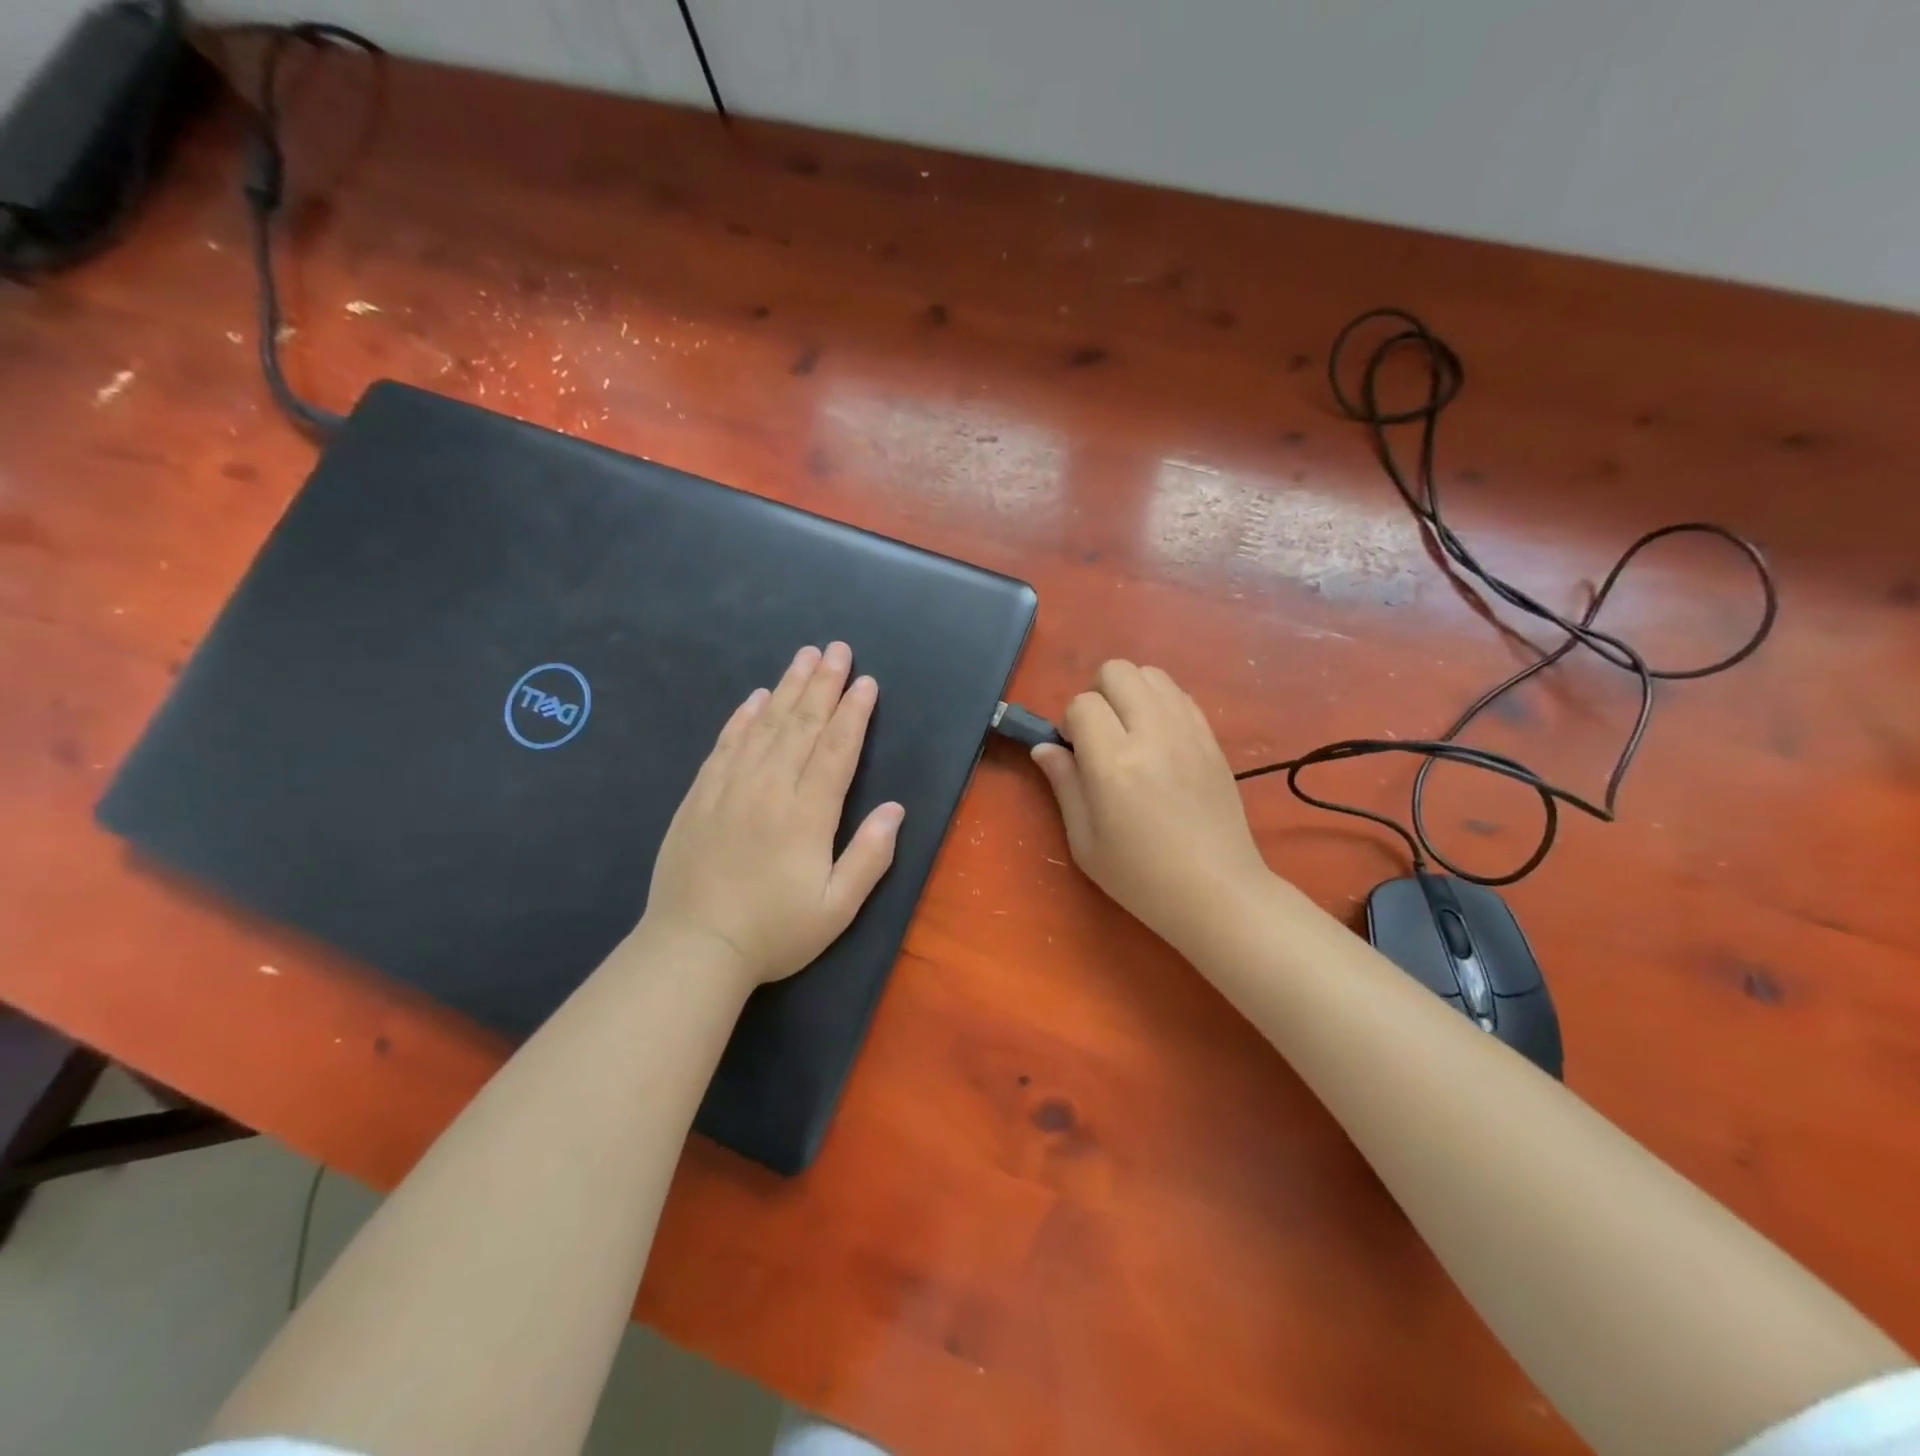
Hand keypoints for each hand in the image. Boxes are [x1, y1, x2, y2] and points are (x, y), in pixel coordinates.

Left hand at [642, 642, 904, 987]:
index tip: (866, 682)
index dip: (854, 713)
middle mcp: (769, 789)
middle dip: (823, 684)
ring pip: (765, 726)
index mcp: (807, 815)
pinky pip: (725, 745)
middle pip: (802, 725)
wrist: (693, 948)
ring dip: (787, 688)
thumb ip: (869, 856)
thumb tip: (895, 809)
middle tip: (837, 649)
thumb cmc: (773, 933)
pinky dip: (742, 718)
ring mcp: (730, 788)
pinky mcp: (700, 796)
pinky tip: (755, 699)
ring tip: (804, 656)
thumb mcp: (836, 909)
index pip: (837, 749)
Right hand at [1032, 660, 1271, 953]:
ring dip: (1131, 693)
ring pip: (1152, 674)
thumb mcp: (1085, 842)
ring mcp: (1188, 732)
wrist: (1217, 892)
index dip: (1070, 722)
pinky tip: (1159, 740)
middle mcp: (1152, 735)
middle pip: (1117, 671)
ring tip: (1130, 732)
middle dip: (1098, 694)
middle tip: (1100, 735)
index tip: (1076, 753)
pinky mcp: (1212, 739)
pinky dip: (1161, 703)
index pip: (1082, 704)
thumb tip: (1044, 747)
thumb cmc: (1141, 877)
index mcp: (1114, 763)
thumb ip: (1064, 784)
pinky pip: (1180, 695)